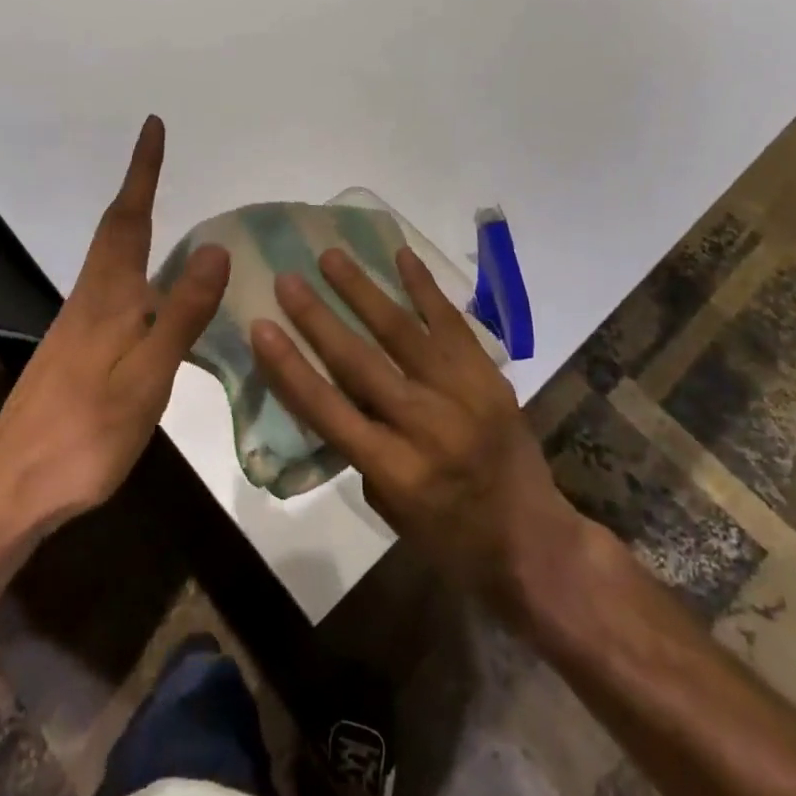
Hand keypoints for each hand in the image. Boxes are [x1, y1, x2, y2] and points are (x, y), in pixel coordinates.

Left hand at [0, 116, 228, 535]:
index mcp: (109, 297)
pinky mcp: (75, 352)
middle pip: (114, 231)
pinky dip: (131, 264)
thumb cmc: (86, 432)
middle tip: (156, 156)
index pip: (129, 219)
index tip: (152, 127)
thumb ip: (181, 313)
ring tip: (156, 206)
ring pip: (109, 259)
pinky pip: (110, 287)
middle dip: (136, 189)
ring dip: (131, 222)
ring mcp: (77, 327)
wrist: (12, 488)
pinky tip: (145, 288)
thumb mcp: (147, 375)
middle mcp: (90, 300)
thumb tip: (214, 247)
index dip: (142, 172)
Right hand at [249, 246, 589, 614]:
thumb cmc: (450, 537)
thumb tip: (338, 387)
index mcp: (394, 469)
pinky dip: (424, 287)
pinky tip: (401, 255)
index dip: (289, 367)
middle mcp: (425, 425)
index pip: (327, 409)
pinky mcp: (488, 374)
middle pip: (359, 361)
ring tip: (331, 256)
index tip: (261, 326)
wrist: (533, 539)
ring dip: (362, 290)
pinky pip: (451, 321)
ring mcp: (462, 393)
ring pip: (402, 331)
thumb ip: (361, 446)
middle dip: (317, 317)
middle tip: (287, 279)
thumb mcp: (389, 507)